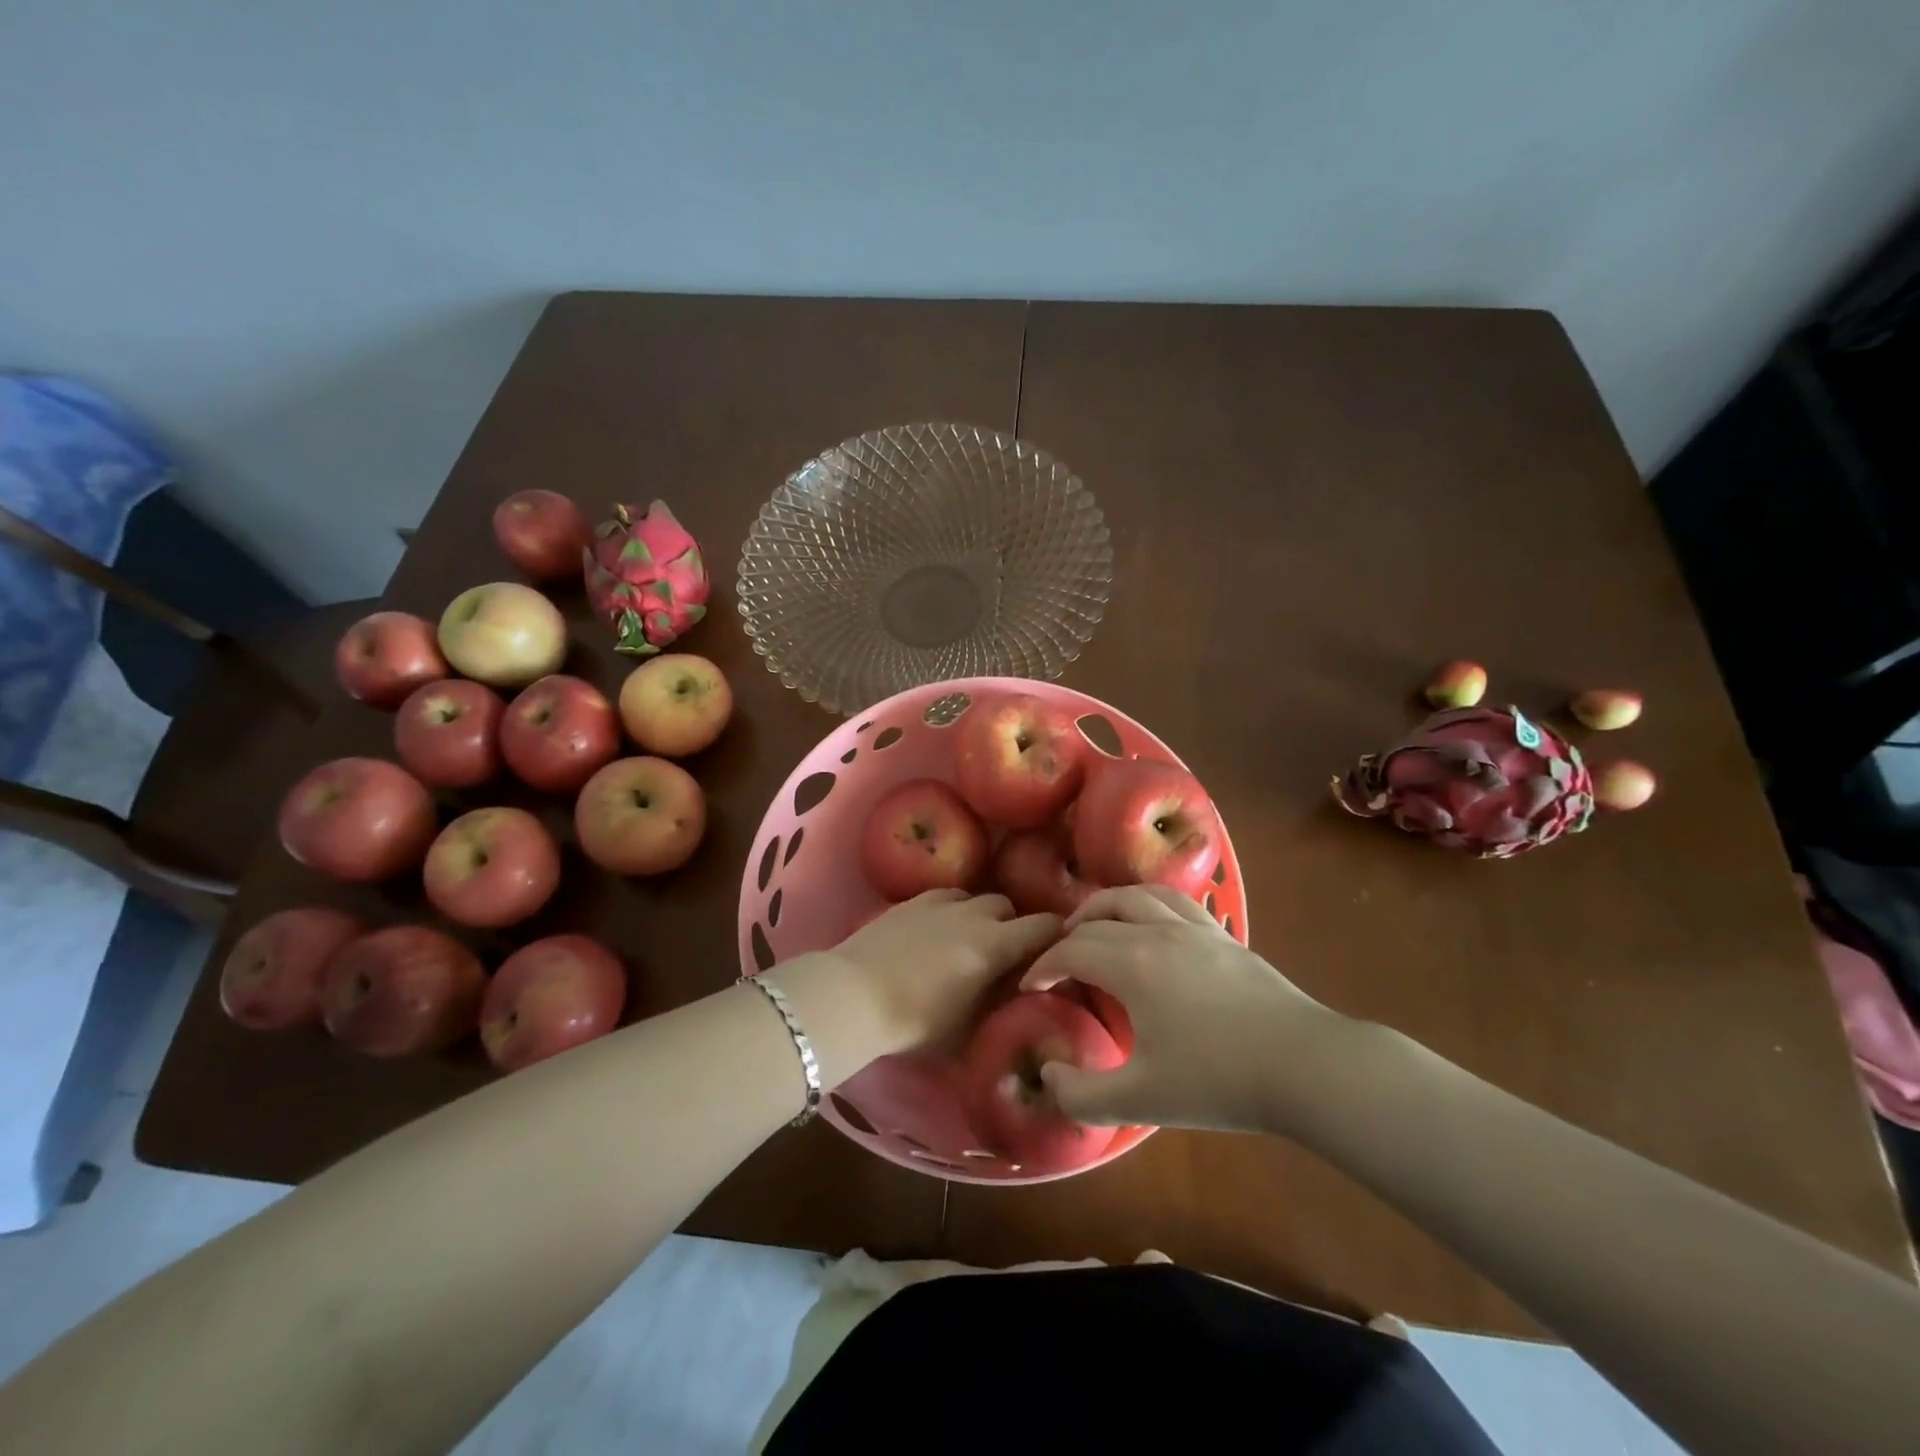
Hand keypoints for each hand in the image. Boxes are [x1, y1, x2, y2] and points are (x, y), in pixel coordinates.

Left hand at [770, 891, 1059, 1083]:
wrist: (853, 996)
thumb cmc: (915, 1023)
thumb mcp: (967, 1031)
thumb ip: (997, 1010)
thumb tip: (1015, 1001)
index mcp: (994, 946)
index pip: (1044, 927)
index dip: (1058, 935)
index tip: (1059, 949)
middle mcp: (973, 915)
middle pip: (1008, 906)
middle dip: (1015, 925)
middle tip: (1008, 953)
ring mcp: (939, 903)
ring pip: (975, 898)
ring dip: (981, 915)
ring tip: (970, 939)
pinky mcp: (910, 902)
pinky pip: (944, 897)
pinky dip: (952, 910)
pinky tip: (938, 929)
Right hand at [1021, 885, 1332, 1132]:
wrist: (1304, 1065)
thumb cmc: (1218, 1080)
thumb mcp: (1140, 1100)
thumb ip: (1081, 1095)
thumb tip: (1046, 1077)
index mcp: (1132, 964)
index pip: (1072, 950)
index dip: (1044, 967)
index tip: (1031, 988)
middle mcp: (1157, 932)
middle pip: (1099, 917)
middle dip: (1068, 935)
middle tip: (1058, 959)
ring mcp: (1195, 929)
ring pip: (1137, 895)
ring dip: (1105, 906)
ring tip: (1095, 925)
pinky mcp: (1224, 936)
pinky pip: (1175, 901)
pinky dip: (1147, 904)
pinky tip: (1152, 926)